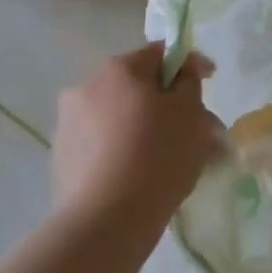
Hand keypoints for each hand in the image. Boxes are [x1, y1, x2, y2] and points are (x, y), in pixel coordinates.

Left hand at [52, 44, 220, 229]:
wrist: (106, 219)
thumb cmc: (157, 155)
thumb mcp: (190, 112)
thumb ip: (189, 82)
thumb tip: (182, 69)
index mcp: (118, 69)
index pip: (160, 53)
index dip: (189, 64)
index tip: (209, 81)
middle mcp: (86, 87)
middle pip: (138, 87)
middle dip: (168, 104)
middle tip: (196, 131)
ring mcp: (68, 124)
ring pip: (120, 118)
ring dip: (145, 129)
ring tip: (171, 160)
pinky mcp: (62, 158)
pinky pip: (104, 145)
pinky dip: (124, 151)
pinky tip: (142, 176)